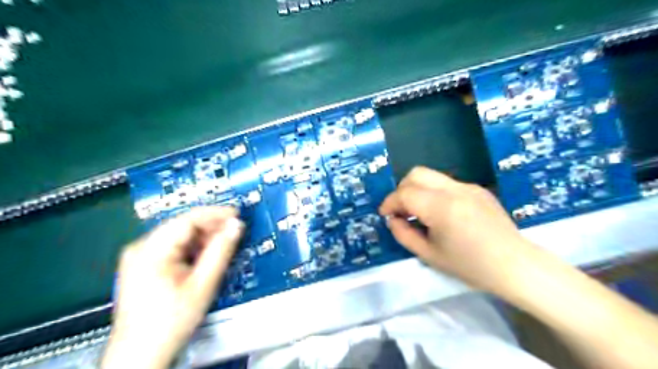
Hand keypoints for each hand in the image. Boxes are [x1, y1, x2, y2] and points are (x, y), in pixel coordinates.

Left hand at [102, 207, 244, 368]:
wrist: (140, 355)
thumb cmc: (169, 322)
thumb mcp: (203, 284)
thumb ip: (221, 251)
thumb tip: (236, 226)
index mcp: (150, 250)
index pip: (187, 219)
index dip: (215, 214)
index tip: (237, 214)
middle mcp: (141, 248)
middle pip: (183, 226)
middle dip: (211, 227)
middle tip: (234, 231)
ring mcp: (141, 257)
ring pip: (180, 237)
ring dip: (204, 238)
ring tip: (224, 245)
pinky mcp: (145, 266)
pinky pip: (174, 248)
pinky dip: (194, 249)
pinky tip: (207, 257)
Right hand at [381, 167, 533, 295]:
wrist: (516, 266)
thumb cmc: (470, 266)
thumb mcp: (429, 255)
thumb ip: (403, 234)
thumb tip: (393, 219)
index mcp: (441, 207)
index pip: (405, 193)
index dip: (390, 203)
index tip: (385, 215)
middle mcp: (454, 189)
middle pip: (416, 174)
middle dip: (401, 189)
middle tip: (401, 210)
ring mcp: (468, 186)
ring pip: (431, 176)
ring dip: (417, 190)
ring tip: (419, 212)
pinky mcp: (477, 189)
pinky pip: (446, 184)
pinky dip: (433, 193)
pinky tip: (441, 214)